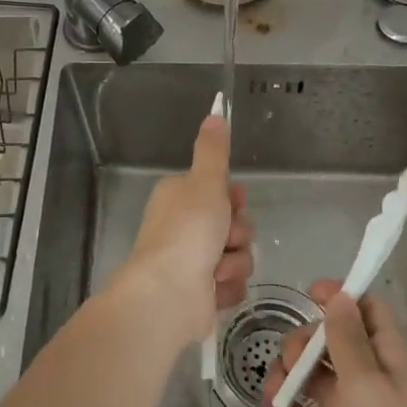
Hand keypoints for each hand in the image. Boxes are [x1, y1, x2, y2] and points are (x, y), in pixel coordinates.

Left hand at [116, 115, 253, 350]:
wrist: (168, 294)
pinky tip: (213, 290)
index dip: (234, 200)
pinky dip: (227, 288)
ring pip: (238, 256)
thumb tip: (215, 112)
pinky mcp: (201, 294)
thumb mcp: (205, 182)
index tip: (233, 204)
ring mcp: (192, 262)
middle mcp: (184, 227)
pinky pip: (232, 285)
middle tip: (224, 239)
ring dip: (234, 263)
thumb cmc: (187, 232)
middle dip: (237, 234)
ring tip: (216, 270)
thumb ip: (213, 151)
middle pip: (234, 225)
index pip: (221, 192)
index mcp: (179, 197)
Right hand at [264, 281, 406, 406]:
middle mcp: (366, 380)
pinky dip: (283, 405)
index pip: (366, 311)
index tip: (310, 295)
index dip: (341, 297)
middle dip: (304, 339)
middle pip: (329, 338)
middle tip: (293, 360)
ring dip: (287, 371)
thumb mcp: (368, 384)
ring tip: (278, 392)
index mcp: (388, 359)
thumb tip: (340, 296)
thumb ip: (348, 338)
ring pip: (309, 372)